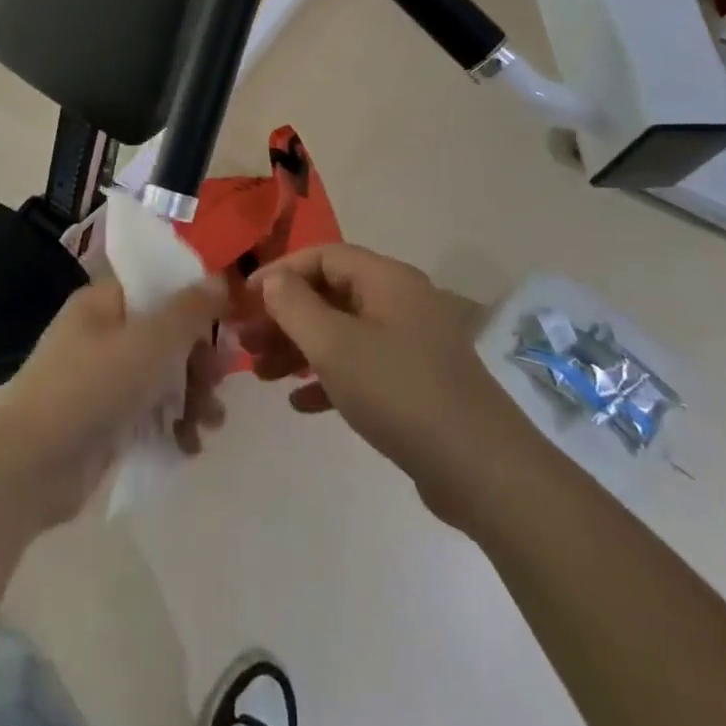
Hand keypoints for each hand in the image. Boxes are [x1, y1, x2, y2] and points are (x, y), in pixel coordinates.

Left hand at [0, 278, 229, 532]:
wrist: (28, 466)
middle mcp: (102, 333)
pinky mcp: (105, 420)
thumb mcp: (151, 342)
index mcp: (104, 302)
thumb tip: (218, 279)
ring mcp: (102, 379)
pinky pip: (149, 412)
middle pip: (166, 334)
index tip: (230, 321)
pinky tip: (188, 446)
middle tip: (218, 381)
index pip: (158, 285)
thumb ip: (190, 310)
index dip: (195, 299)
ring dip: (192, 396)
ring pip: (162, 376)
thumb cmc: (91, 387)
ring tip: (209, 423)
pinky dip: (171, 425)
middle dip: (199, 359)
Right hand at [239, 244, 537, 529]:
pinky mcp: (415, 381)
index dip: (280, 272)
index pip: (323, 256)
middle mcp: (400, 302)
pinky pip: (361, 366)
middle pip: (330, 294)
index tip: (245, 299)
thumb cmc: (399, 392)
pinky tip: (300, 403)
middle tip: (246, 342)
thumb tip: (273, 280)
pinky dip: (328, 378)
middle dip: (285, 316)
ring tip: (262, 375)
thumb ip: (295, 305)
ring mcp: (411, 343)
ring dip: (300, 348)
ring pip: (342, 332)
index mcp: (387, 280)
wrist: (481, 468)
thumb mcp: (334, 345)